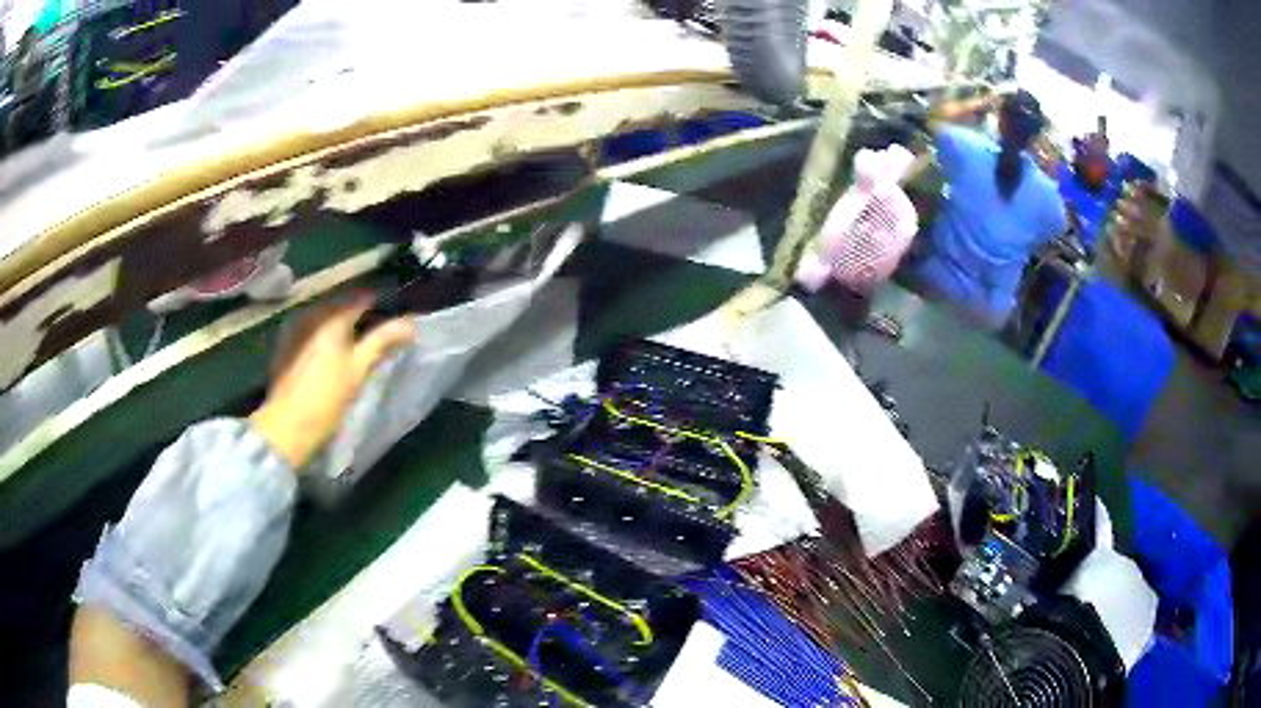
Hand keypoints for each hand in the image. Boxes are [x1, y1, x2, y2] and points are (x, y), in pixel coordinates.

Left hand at [250, 295, 414, 468]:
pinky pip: (311, 329)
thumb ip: (382, 341)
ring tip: (355, 344)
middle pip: (342, 305)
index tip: (395, 317)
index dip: (381, 304)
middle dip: (360, 315)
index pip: (363, 296)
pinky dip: (324, 335)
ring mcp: (295, 327)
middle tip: (378, 333)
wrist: (286, 428)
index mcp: (332, 316)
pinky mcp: (285, 344)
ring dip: (341, 325)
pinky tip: (330, 353)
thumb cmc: (326, 399)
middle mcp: (312, 313)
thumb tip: (409, 324)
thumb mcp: (359, 370)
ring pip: (326, 317)